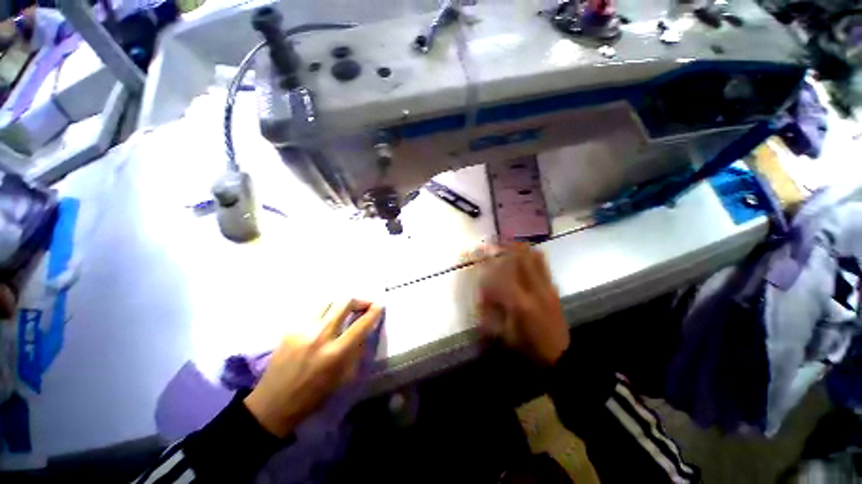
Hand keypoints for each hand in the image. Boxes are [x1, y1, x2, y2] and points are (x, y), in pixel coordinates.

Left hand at [244, 299, 382, 437]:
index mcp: (335, 353)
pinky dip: (326, 313)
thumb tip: (364, 331)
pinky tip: (326, 321)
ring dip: (341, 304)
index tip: (379, 306)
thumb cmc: (313, 396)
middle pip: (345, 302)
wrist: (273, 404)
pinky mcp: (290, 329)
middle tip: (365, 305)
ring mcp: (302, 329)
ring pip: (329, 302)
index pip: (361, 324)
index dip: (374, 312)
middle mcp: (320, 336)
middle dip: (359, 300)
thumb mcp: (343, 378)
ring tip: (346, 311)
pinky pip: (314, 312)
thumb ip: (356, 351)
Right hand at [477, 244, 569, 365]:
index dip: (488, 263)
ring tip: (507, 244)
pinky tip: (522, 254)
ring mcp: (547, 287)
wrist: (561, 355)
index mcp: (520, 303)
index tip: (478, 254)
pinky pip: (543, 264)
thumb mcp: (504, 334)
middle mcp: (535, 290)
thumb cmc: (529, 347)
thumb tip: (480, 294)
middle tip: (493, 242)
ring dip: (519, 248)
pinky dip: (530, 255)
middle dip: (505, 246)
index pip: (501, 275)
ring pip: (534, 257)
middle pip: (521, 258)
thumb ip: (490, 312)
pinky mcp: (553, 288)